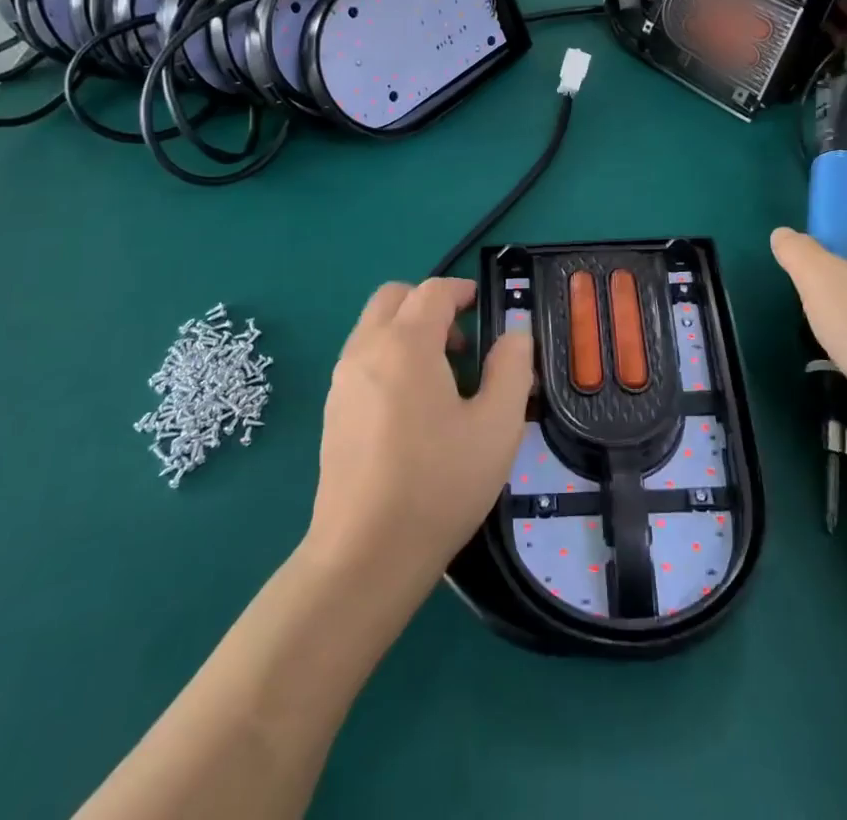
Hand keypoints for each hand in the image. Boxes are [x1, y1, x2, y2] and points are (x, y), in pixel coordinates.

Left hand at [307, 279, 533, 588]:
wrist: (364, 555)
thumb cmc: (438, 484)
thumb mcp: (497, 426)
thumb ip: (512, 368)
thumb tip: (514, 335)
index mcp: (405, 344)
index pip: (433, 291)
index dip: (461, 291)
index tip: (483, 307)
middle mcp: (366, 349)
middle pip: (394, 297)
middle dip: (429, 305)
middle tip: (461, 344)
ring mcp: (342, 380)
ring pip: (374, 327)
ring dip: (407, 331)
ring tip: (441, 380)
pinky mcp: (332, 410)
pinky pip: (362, 359)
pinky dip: (388, 358)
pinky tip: (411, 410)